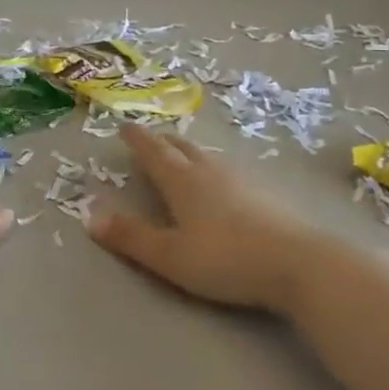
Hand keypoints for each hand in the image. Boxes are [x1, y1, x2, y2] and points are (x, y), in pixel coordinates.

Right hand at [90, 124, 323, 312]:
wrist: (299, 263)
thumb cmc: (225, 259)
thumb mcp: (169, 255)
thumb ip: (130, 237)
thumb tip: (89, 216)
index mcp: (183, 181)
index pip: (154, 152)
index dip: (137, 139)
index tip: (124, 126)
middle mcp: (210, 172)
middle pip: (182, 148)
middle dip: (162, 141)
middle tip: (150, 137)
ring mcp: (242, 180)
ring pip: (207, 157)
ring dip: (188, 152)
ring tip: (181, 155)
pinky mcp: (265, 195)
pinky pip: (228, 171)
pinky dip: (212, 169)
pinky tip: (221, 183)